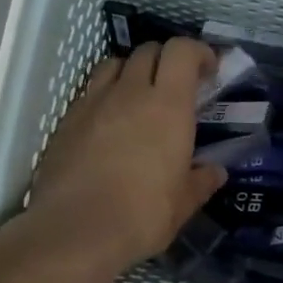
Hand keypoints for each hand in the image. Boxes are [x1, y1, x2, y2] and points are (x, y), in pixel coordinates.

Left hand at [29, 38, 225, 274]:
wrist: (73, 230)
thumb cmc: (140, 216)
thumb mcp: (182, 205)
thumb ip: (200, 182)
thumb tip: (215, 172)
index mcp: (167, 105)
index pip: (181, 51)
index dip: (197, 51)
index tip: (208, 69)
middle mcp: (130, 92)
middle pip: (148, 51)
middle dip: (166, 59)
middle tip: (175, 86)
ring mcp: (93, 102)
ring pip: (114, 64)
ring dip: (131, 70)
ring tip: (138, 96)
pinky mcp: (66, 119)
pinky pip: (90, 91)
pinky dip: (104, 95)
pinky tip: (108, 123)